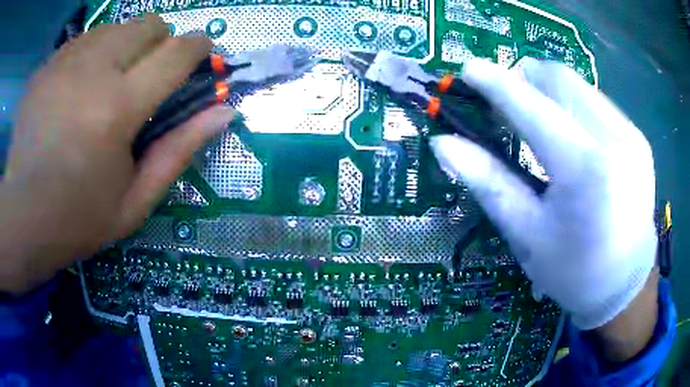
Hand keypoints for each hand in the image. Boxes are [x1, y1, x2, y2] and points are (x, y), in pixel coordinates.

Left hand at [0, 14, 234, 293]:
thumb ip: (179, 151)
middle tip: (148, 73)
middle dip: (160, 41)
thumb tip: (224, 112)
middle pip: (147, 26)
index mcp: (118, 108)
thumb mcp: (134, 201)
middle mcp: (93, 71)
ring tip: (109, 80)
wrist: (22, 217)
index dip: (198, 47)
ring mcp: (64, 63)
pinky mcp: (45, 67)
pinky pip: (82, 40)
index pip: (176, 54)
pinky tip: (78, 85)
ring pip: (115, 27)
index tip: (203, 51)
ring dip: (124, 46)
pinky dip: (92, 53)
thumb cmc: (78, 218)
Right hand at [431, 58, 656, 330]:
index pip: (532, 107)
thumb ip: (490, 182)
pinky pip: (598, 102)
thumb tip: (445, 144)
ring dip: (550, 89)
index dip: (497, 83)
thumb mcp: (527, 235)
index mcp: (585, 171)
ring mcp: (631, 135)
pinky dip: (574, 103)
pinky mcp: (639, 138)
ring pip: (580, 85)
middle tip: (507, 97)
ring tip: (538, 114)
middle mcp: (614, 140)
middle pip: (559, 79)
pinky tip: (571, 131)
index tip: (469, 68)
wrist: (625, 284)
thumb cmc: (574, 271)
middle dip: (526, 77)